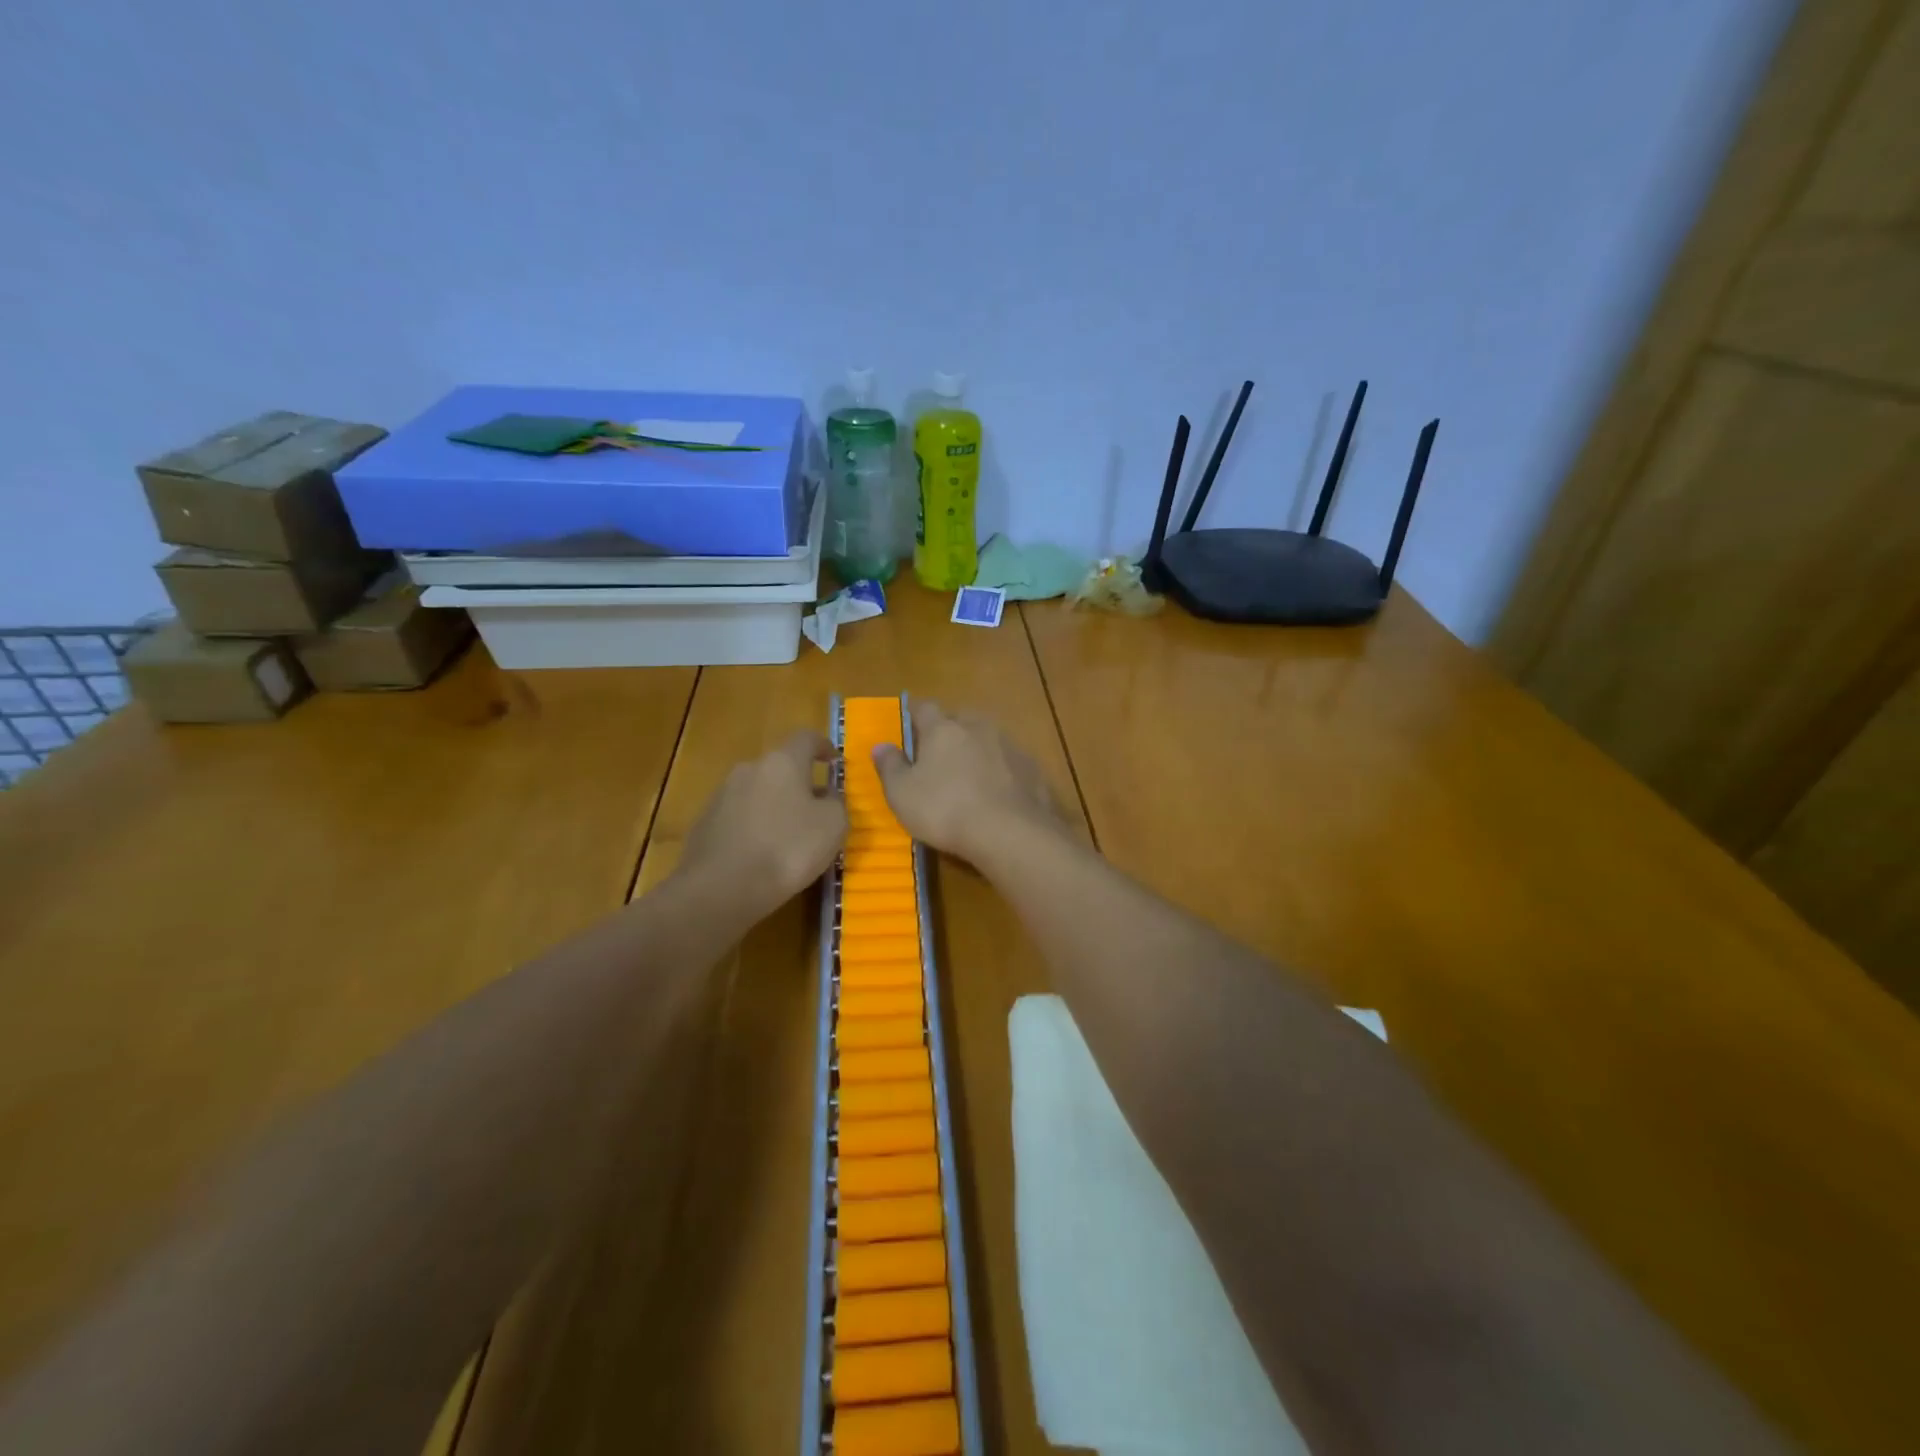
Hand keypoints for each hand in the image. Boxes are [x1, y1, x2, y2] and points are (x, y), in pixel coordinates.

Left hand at [678, 731, 847, 917]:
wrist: (721, 889)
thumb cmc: (787, 849)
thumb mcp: (833, 826)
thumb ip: (836, 803)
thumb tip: (828, 795)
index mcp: (782, 762)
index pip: (806, 738)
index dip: (824, 747)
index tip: (834, 762)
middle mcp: (749, 769)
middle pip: (780, 767)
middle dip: (799, 783)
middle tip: (816, 808)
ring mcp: (722, 795)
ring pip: (758, 792)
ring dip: (775, 806)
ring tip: (788, 836)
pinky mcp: (705, 823)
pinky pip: (739, 817)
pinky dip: (754, 827)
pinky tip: (761, 854)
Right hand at [872, 701, 1064, 865]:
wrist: (1011, 832)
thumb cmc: (945, 810)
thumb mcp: (902, 794)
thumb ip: (890, 766)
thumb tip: (880, 745)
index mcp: (942, 729)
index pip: (924, 708)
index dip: (915, 716)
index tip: (909, 727)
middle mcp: (977, 727)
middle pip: (959, 719)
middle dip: (949, 731)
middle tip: (938, 755)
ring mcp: (1009, 745)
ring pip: (987, 738)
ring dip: (977, 750)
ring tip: (969, 776)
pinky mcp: (1032, 768)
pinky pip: (1009, 762)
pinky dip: (1000, 771)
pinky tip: (997, 794)